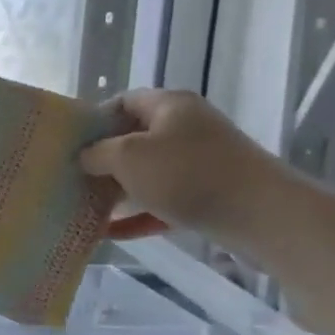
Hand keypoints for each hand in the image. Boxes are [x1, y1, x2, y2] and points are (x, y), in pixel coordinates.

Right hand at [81, 90, 295, 248]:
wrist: (262, 213)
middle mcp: (186, 127)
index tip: (73, 145)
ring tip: (87, 207)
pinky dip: (138, 215)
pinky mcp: (209, 194)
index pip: (123, 101)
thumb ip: (97, 153)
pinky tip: (111, 233)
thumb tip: (85, 157)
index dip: (95, 120)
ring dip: (118, 191)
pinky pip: (163, 201)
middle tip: (74, 179)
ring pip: (148, 173)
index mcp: (169, 105)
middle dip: (103, 160)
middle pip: (135, 139)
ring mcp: (201, 162)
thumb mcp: (128, 157)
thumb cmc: (187, 174)